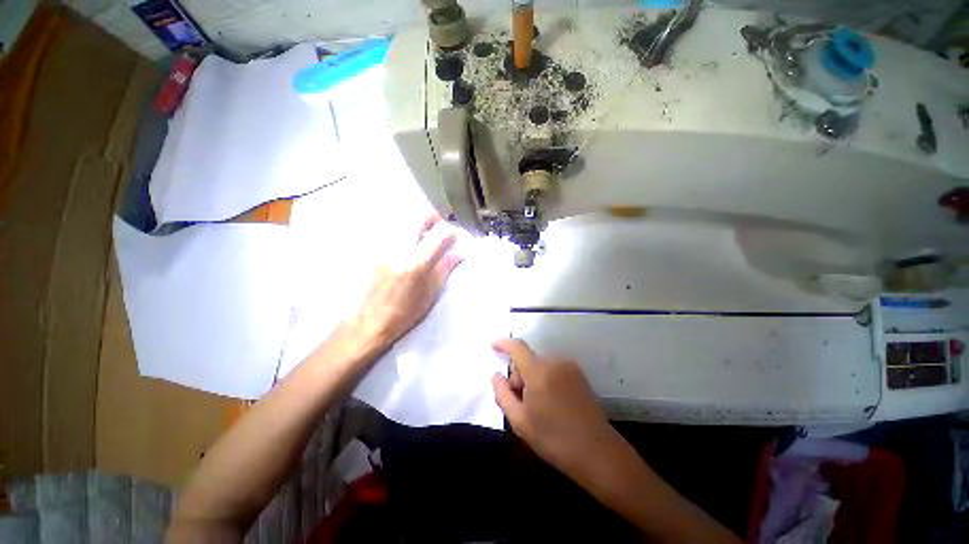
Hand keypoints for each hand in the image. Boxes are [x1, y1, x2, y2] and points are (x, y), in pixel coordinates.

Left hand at [349, 214, 461, 349]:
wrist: (371, 321)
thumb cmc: (405, 312)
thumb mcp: (431, 292)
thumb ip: (445, 267)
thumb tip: (459, 252)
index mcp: (416, 264)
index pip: (439, 236)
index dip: (450, 233)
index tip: (455, 237)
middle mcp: (398, 250)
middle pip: (418, 217)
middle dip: (433, 218)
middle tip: (439, 229)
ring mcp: (383, 247)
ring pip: (403, 220)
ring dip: (418, 223)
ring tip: (424, 237)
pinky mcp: (375, 250)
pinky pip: (392, 229)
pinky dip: (405, 230)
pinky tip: (409, 244)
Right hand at [491, 338, 621, 481]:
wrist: (597, 452)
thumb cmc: (554, 439)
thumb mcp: (520, 421)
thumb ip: (503, 394)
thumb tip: (496, 376)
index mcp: (539, 372)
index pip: (517, 347)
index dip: (503, 343)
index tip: (493, 345)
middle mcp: (555, 362)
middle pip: (528, 359)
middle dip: (519, 375)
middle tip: (520, 401)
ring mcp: (569, 367)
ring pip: (540, 364)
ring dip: (532, 378)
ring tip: (537, 405)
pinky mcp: (578, 374)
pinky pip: (553, 369)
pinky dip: (545, 378)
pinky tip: (551, 402)